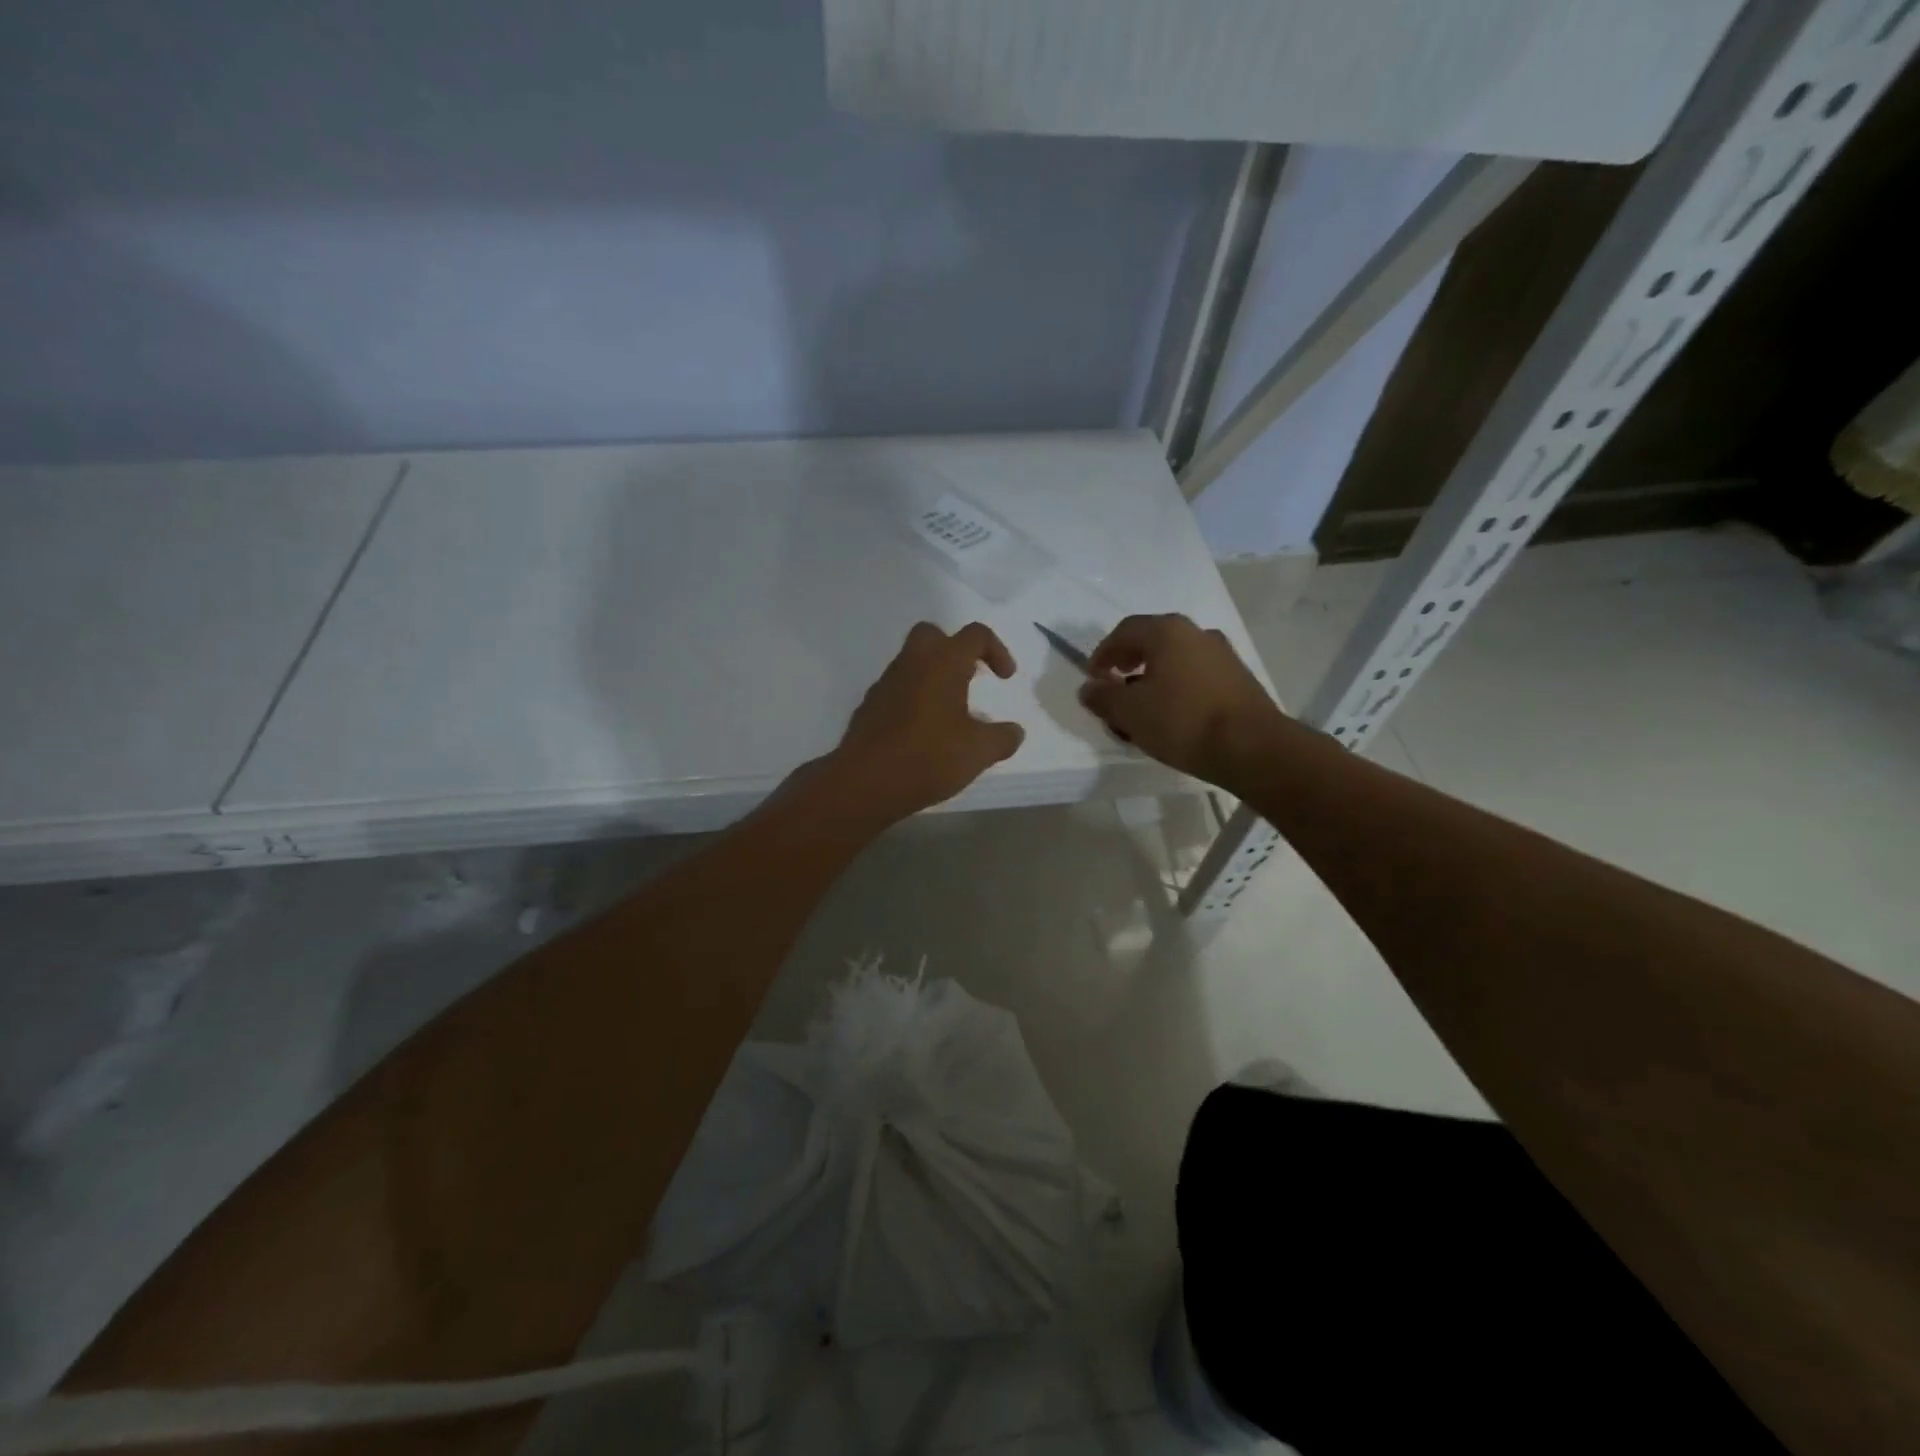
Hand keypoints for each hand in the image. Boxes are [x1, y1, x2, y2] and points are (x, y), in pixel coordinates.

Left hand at [824, 622, 1025, 825]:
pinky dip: (914, 698)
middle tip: (970, 679)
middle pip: (933, 635)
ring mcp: (885, 684)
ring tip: (951, 714)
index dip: (997, 650)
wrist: (863, 783)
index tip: (1004, 679)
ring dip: (934, 677)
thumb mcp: (979, 752)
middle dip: (956, 650)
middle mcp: (911, 664)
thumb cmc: (927, 758)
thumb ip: (1003, 738)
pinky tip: (924, 732)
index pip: (975, 635)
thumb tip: (1014, 731)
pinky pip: (897, 690)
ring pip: (912, 663)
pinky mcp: (869, 707)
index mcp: (942, 663)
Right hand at [1079, 613, 1285, 785]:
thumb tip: (1089, 688)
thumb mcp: (1129, 712)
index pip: (1124, 631)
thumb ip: (1103, 697)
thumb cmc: (1182, 721)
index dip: (1103, 653)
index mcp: (1167, 631)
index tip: (1093, 678)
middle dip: (1128, 664)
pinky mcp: (1238, 679)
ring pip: (1175, 660)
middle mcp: (1196, 633)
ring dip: (1152, 678)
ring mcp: (1222, 655)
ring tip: (1141, 709)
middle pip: (1152, 641)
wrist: (1252, 747)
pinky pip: (1195, 676)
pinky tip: (1171, 717)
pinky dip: (1176, 689)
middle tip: (1114, 687)